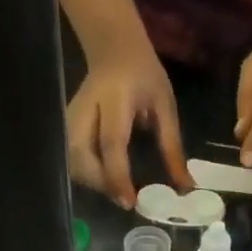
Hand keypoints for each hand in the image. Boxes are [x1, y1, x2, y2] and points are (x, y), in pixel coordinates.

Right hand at [65, 40, 191, 207]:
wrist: (114, 49)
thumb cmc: (144, 75)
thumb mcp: (165, 106)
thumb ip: (172, 147)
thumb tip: (185, 187)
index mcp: (114, 99)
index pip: (111, 143)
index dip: (118, 176)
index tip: (130, 201)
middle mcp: (85, 110)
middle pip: (81, 157)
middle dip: (102, 183)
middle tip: (126, 197)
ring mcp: (70, 118)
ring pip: (72, 162)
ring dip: (94, 182)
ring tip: (118, 189)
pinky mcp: (66, 126)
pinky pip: (72, 159)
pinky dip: (88, 175)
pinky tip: (106, 177)